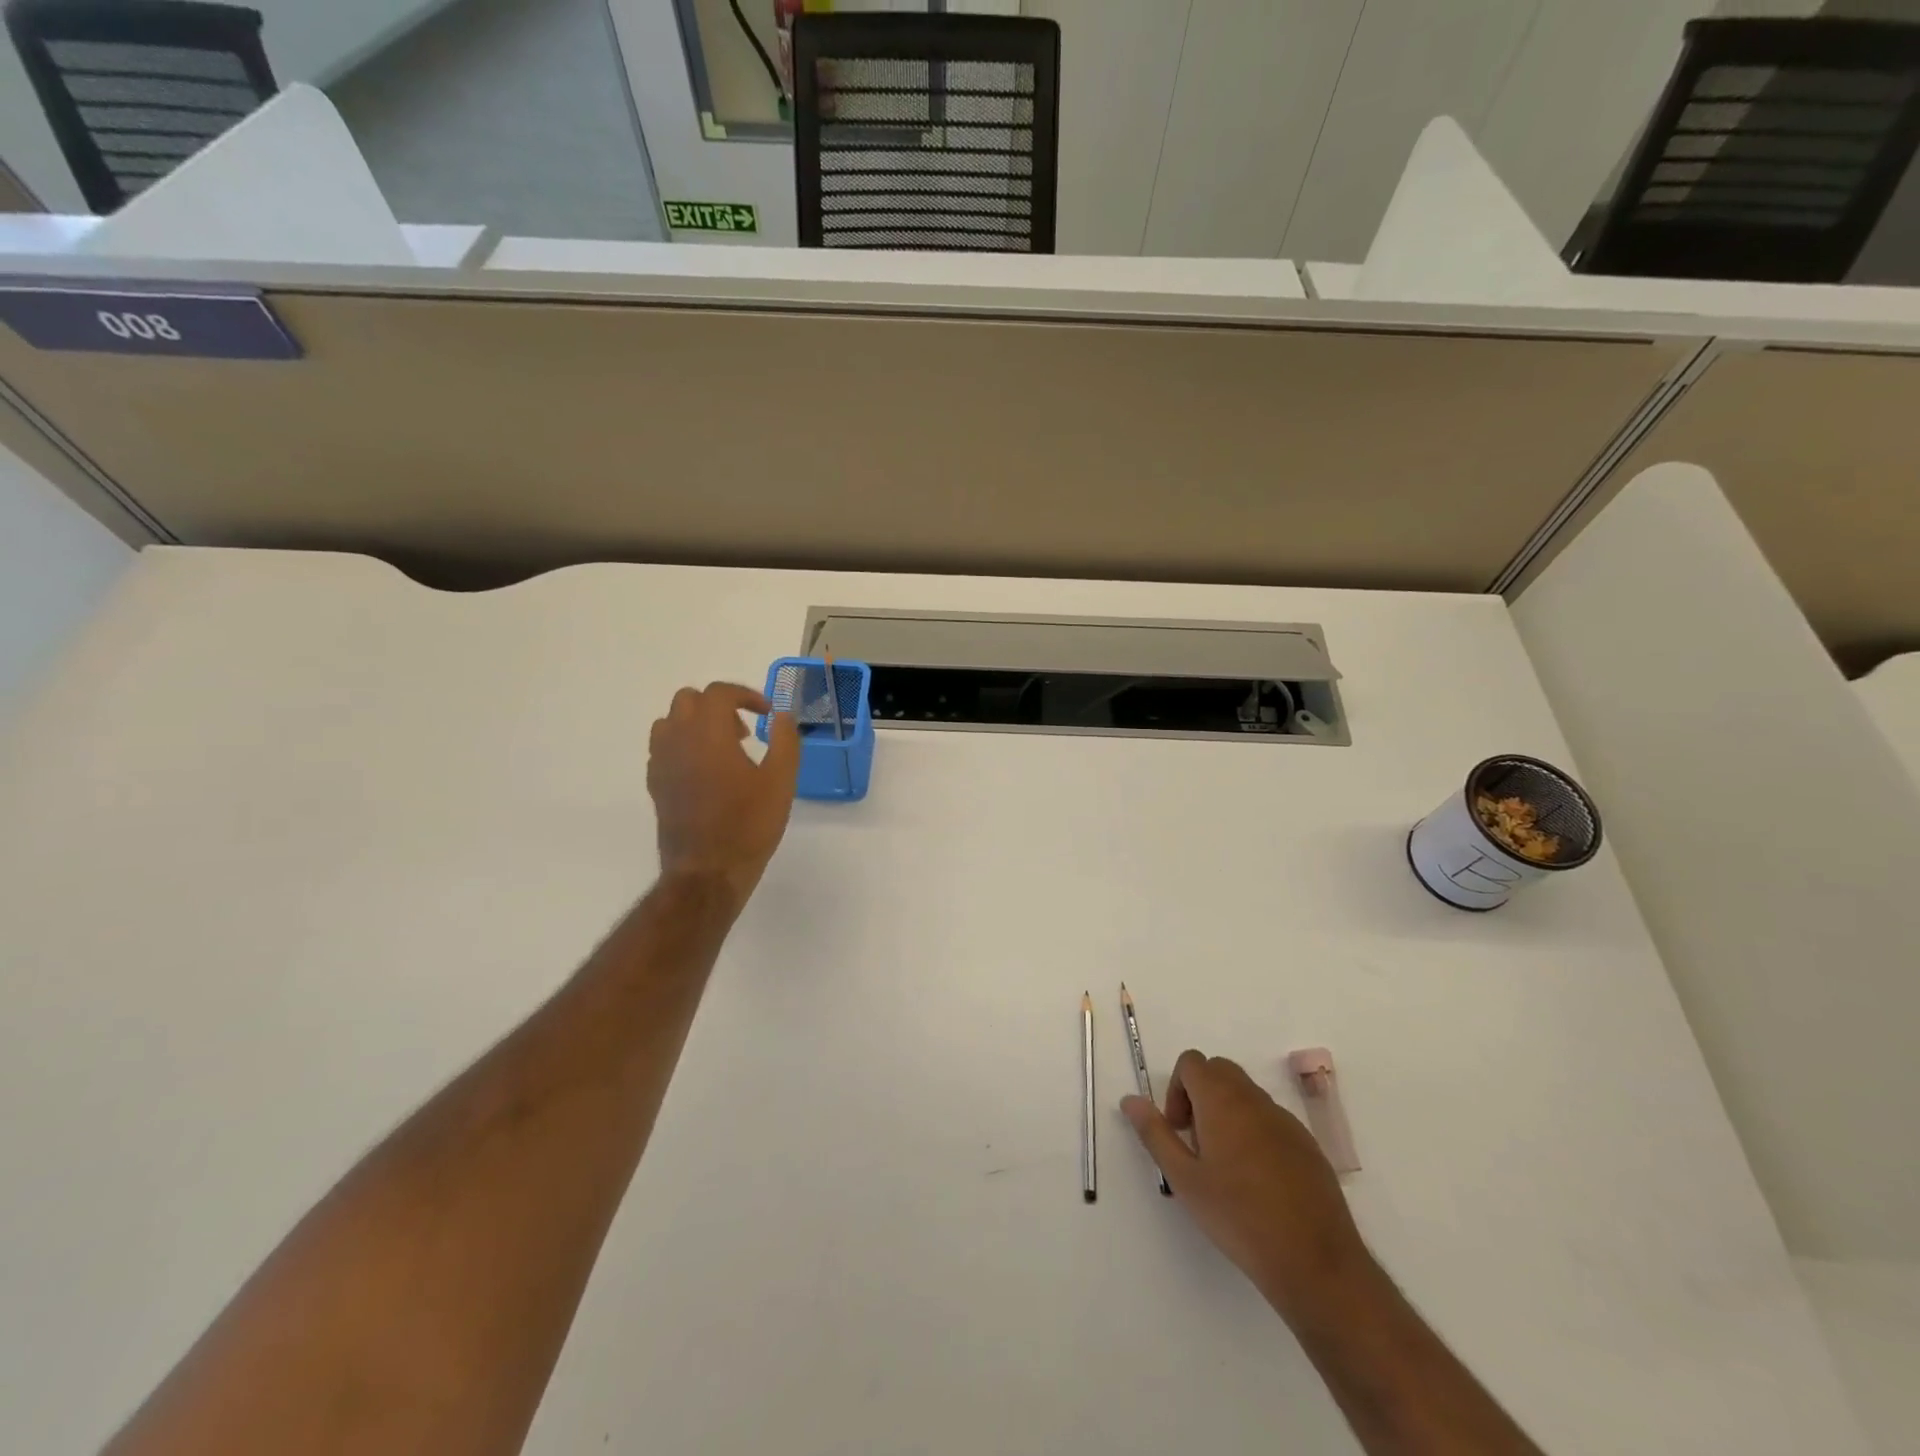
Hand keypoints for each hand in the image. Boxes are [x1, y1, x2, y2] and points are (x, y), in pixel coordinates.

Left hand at [647, 683, 801, 908]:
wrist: (708, 872)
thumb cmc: (748, 825)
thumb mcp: (781, 781)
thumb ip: (784, 740)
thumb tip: (782, 715)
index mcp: (708, 733)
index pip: (719, 693)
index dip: (746, 695)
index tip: (767, 715)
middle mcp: (678, 740)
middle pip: (688, 699)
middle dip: (718, 706)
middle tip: (745, 731)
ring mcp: (661, 763)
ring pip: (670, 722)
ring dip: (696, 724)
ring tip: (724, 749)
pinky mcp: (655, 785)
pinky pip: (663, 749)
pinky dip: (683, 746)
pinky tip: (706, 772)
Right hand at [1123, 1051, 1369, 1317]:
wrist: (1314, 1262)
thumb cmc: (1239, 1218)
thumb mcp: (1184, 1179)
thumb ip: (1155, 1133)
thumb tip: (1130, 1100)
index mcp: (1222, 1100)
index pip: (1192, 1062)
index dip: (1177, 1089)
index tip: (1178, 1130)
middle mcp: (1255, 1100)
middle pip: (1220, 1071)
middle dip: (1200, 1095)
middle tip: (1196, 1144)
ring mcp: (1286, 1121)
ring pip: (1247, 1095)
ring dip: (1228, 1113)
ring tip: (1225, 1167)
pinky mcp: (1308, 1145)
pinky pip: (1272, 1120)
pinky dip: (1255, 1133)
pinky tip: (1258, 1182)